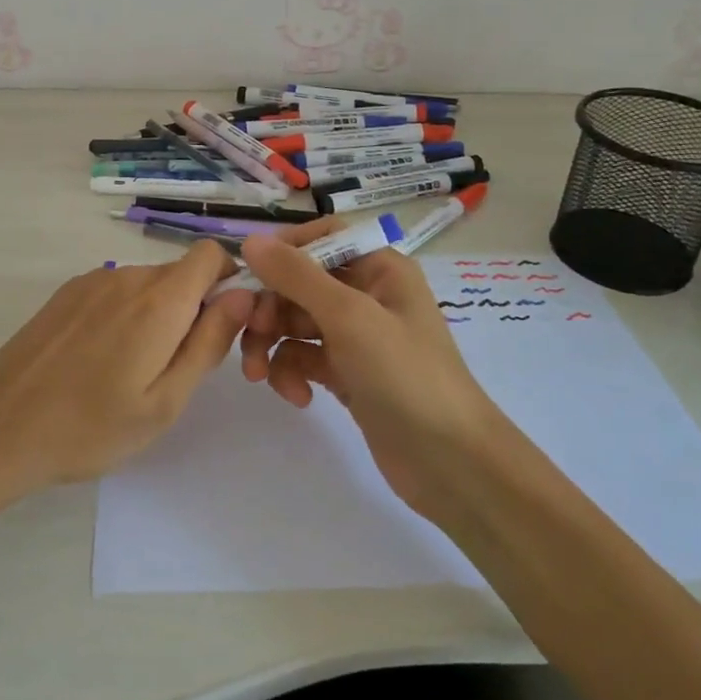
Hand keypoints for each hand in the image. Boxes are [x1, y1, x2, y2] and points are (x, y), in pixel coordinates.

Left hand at [0, 243, 255, 522]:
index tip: (222, 326)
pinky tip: (101, 361)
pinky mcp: (66, 293)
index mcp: (158, 301)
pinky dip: (126, 315)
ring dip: (158, 314)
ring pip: (147, 284)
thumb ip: (209, 343)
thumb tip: (243, 296)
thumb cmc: (90, 428)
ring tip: (134, 371)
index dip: (228, 281)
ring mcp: (91, 282)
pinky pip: (115, 291)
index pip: (210, 254)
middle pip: (180, 273)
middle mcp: (126, 276)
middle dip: (194, 307)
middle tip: (177, 367)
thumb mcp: (165, 402)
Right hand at [238, 223, 505, 524]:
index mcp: (379, 268)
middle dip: (270, 307)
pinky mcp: (346, 374)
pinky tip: (298, 397)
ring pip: (295, 322)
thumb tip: (250, 241)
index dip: (284, 250)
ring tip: (259, 375)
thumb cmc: (405, 375)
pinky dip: (292, 373)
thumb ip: (296, 276)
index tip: (250, 272)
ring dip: (271, 344)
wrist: (450, 462)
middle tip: (250, 332)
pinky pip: (303, 358)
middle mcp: (367, 295)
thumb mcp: (349, 317)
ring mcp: (356, 337)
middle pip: (299, 282)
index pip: (323, 237)